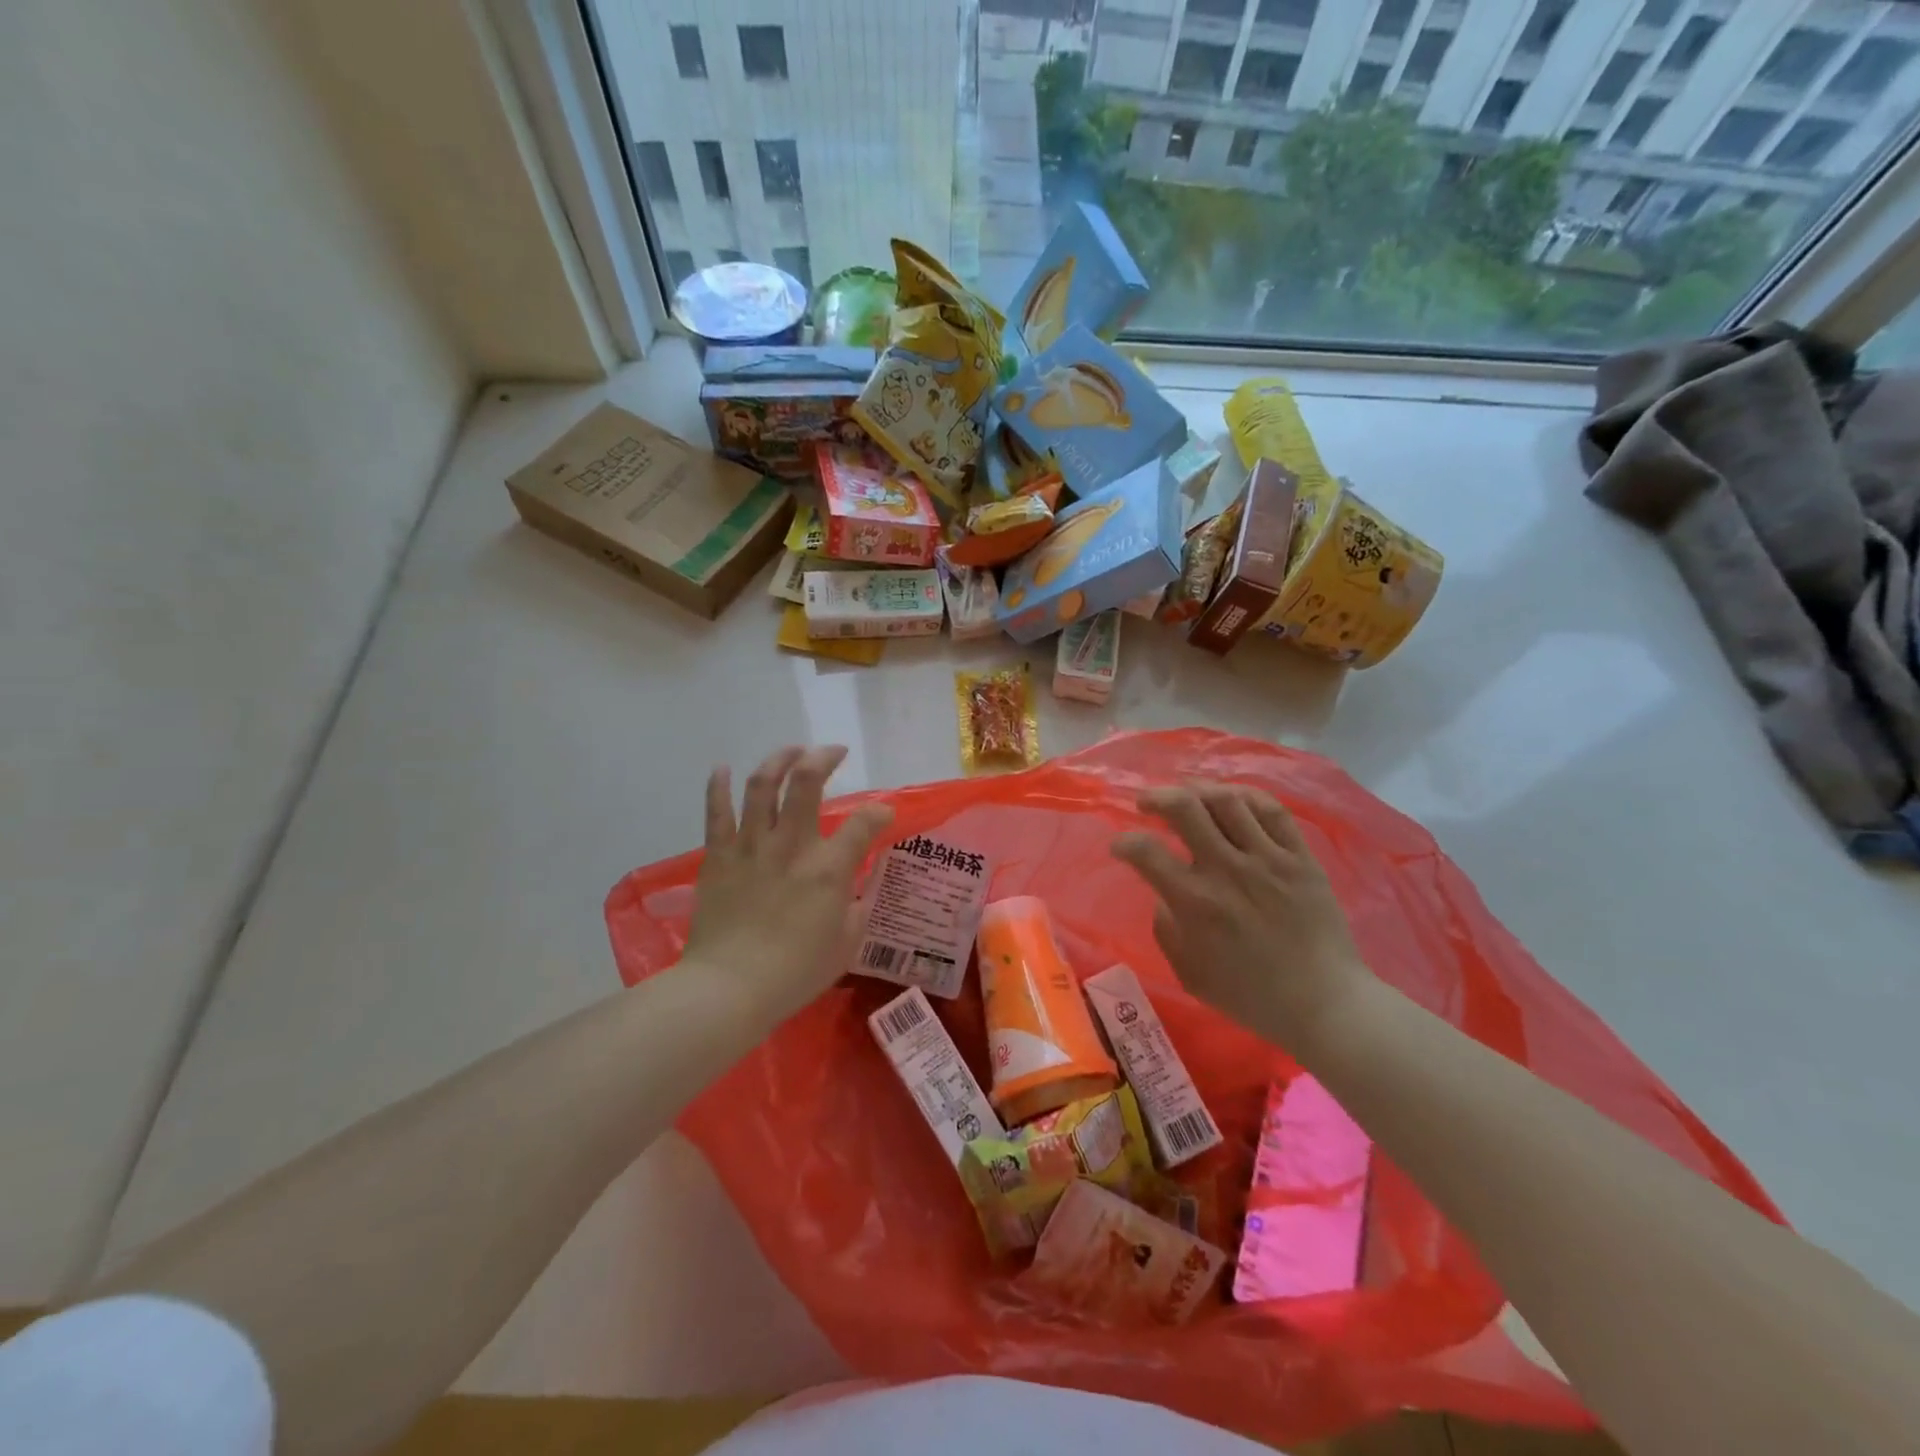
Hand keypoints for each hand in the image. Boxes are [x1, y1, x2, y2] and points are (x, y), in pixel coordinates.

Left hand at [683, 745, 893, 1024]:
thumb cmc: (794, 973)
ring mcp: (751, 846)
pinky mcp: (718, 856)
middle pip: (806, 782)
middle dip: (823, 758)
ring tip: (791, 751)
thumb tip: (860, 887)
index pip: (865, 823)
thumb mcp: (846, 945)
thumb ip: (858, 909)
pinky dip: (718, 787)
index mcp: (829, 868)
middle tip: (833, 752)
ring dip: (778, 760)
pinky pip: (716, 813)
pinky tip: (721, 768)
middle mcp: (792, 845)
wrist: (729, 989)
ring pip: (762, 786)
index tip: (882, 815)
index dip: (880, 812)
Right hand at [1111, 782, 1370, 1052]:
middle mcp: (1226, 869)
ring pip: (1227, 800)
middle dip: (1157, 796)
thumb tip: (1164, 896)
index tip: (1121, 847)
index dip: (1124, 842)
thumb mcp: (1189, 973)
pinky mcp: (1300, 857)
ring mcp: (1267, 858)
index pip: (1145, 851)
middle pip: (1185, 807)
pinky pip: (1272, 811)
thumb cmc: (1250, 996)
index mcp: (1194, 901)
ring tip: (1189, 795)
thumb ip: (1167, 929)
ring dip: (1198, 790)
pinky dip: (1246, 797)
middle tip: (1147, 802)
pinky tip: (1233, 800)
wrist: (1324, 1003)